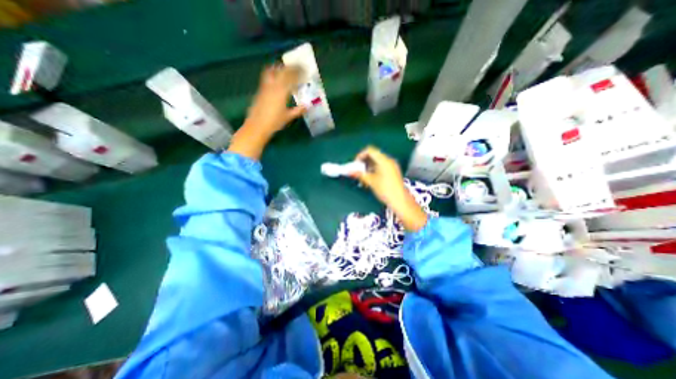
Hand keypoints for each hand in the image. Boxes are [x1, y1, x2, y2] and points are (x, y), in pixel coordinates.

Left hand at [232, 66, 308, 158]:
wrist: (257, 125)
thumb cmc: (274, 122)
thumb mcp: (288, 117)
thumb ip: (298, 110)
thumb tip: (307, 106)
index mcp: (281, 92)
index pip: (291, 77)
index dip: (298, 72)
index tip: (305, 70)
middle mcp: (273, 86)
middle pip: (282, 71)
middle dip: (291, 68)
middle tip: (298, 67)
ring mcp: (265, 86)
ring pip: (272, 71)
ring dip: (280, 68)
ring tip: (287, 69)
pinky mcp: (260, 90)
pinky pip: (267, 76)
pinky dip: (274, 73)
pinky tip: (277, 78)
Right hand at [354, 146, 426, 230]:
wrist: (400, 200)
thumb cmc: (385, 190)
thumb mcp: (371, 181)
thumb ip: (360, 174)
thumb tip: (349, 171)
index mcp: (384, 160)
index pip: (370, 150)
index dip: (360, 155)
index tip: (355, 164)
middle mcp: (389, 160)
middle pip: (373, 155)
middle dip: (364, 161)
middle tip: (357, 170)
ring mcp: (392, 165)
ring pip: (377, 161)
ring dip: (368, 166)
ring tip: (363, 176)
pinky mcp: (393, 171)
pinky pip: (381, 166)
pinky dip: (374, 169)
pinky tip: (370, 178)